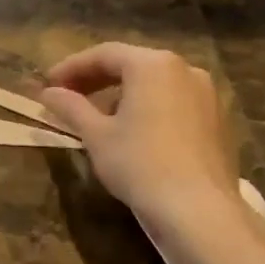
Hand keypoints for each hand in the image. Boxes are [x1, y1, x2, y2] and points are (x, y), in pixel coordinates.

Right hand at [41, 44, 249, 254]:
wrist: (197, 209)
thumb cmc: (139, 164)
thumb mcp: (96, 135)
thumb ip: (70, 107)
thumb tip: (47, 93)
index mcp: (153, 65)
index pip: (104, 54)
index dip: (71, 67)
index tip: (48, 84)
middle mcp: (185, 69)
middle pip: (132, 65)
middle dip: (96, 79)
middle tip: (67, 96)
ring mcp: (207, 94)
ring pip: (155, 84)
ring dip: (122, 93)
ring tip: (97, 116)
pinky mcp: (217, 120)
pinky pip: (174, 102)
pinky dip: (148, 107)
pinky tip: (132, 131)